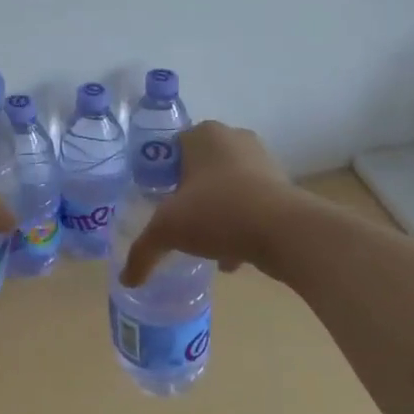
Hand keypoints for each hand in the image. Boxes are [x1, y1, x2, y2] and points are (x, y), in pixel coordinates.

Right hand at [120, 121, 297, 286]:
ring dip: (216, 212)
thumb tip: (128, 279)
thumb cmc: (217, 211)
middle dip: (190, 194)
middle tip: (178, 220)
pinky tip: (230, 257)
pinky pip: (251, 205)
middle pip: (200, 168)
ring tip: (204, 243)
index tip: (156, 201)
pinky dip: (240, 226)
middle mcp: (234, 139)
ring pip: (227, 188)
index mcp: (204, 134)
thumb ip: (143, 251)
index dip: (161, 174)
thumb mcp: (168, 230)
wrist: (285, 231)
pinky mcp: (283, 188)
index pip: (172, 147)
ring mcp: (263, 162)